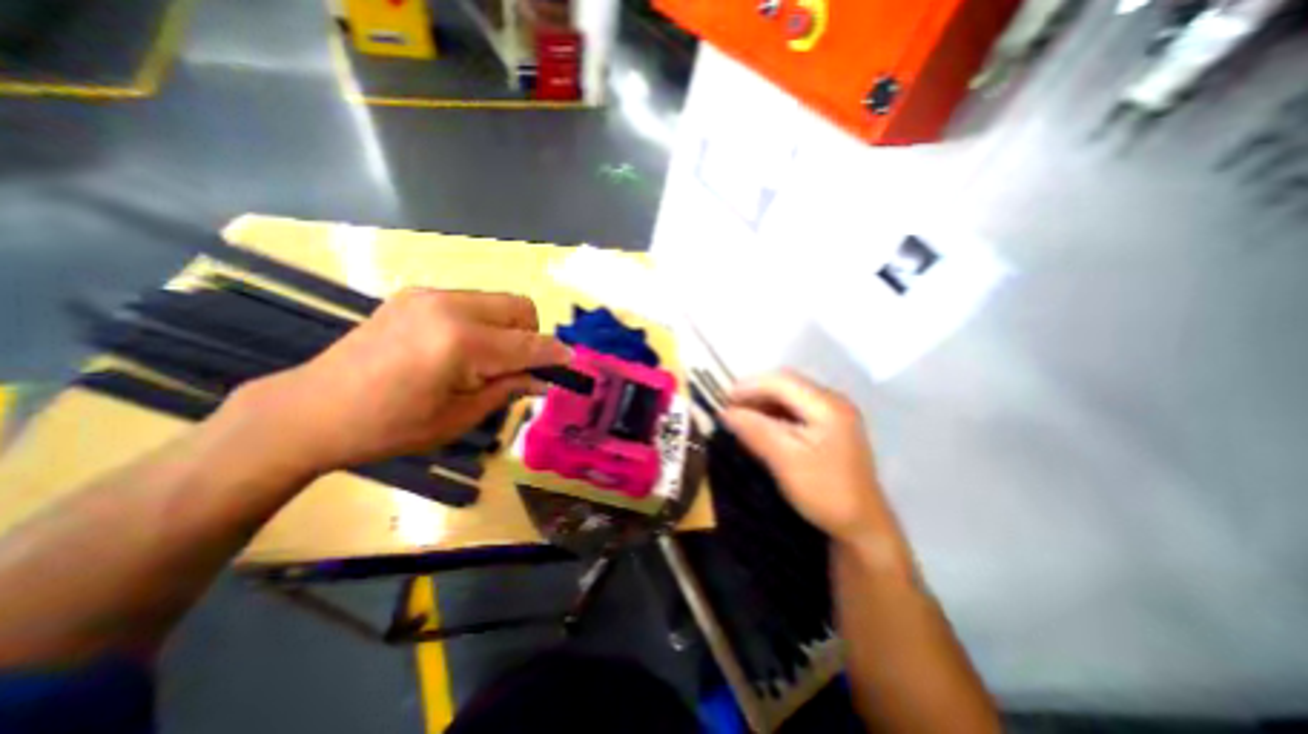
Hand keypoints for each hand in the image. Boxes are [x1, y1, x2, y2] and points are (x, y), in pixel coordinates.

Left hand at [227, 287, 571, 469]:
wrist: (311, 410)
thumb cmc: (389, 427)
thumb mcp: (459, 417)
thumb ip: (508, 389)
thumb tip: (542, 379)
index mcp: (461, 343)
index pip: (528, 344)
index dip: (555, 355)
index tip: (571, 365)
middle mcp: (450, 307)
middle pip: (520, 308)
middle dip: (531, 336)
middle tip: (517, 368)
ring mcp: (430, 295)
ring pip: (499, 301)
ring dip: (508, 329)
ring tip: (486, 360)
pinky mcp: (416, 295)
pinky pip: (472, 302)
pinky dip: (483, 323)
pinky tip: (460, 349)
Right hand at [719, 373, 893, 543]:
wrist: (862, 526)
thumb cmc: (824, 492)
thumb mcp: (785, 460)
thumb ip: (755, 430)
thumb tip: (724, 412)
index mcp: (826, 405)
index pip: (781, 381)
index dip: (749, 386)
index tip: (722, 401)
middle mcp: (833, 401)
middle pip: (786, 384)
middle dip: (755, 392)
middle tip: (729, 408)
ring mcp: (834, 413)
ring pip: (790, 396)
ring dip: (763, 402)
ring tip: (740, 416)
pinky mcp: (831, 426)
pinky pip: (796, 409)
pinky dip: (774, 413)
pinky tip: (761, 425)